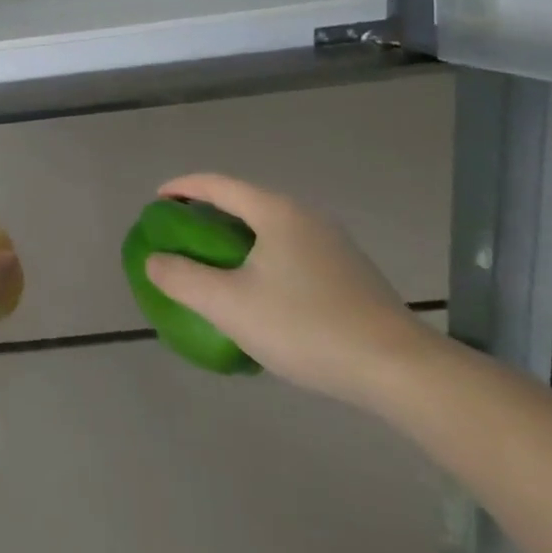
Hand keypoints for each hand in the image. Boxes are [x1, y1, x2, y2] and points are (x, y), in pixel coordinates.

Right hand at [143, 173, 438, 409]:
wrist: (397, 368)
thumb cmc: (305, 326)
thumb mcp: (230, 305)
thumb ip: (184, 279)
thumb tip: (154, 260)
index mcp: (275, 211)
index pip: (217, 184)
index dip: (182, 188)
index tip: (156, 202)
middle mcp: (304, 215)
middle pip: (244, 202)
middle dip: (208, 214)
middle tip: (181, 235)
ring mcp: (332, 242)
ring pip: (269, 228)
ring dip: (236, 238)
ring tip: (215, 264)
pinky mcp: (349, 271)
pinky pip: (290, 250)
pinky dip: (262, 257)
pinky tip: (261, 293)